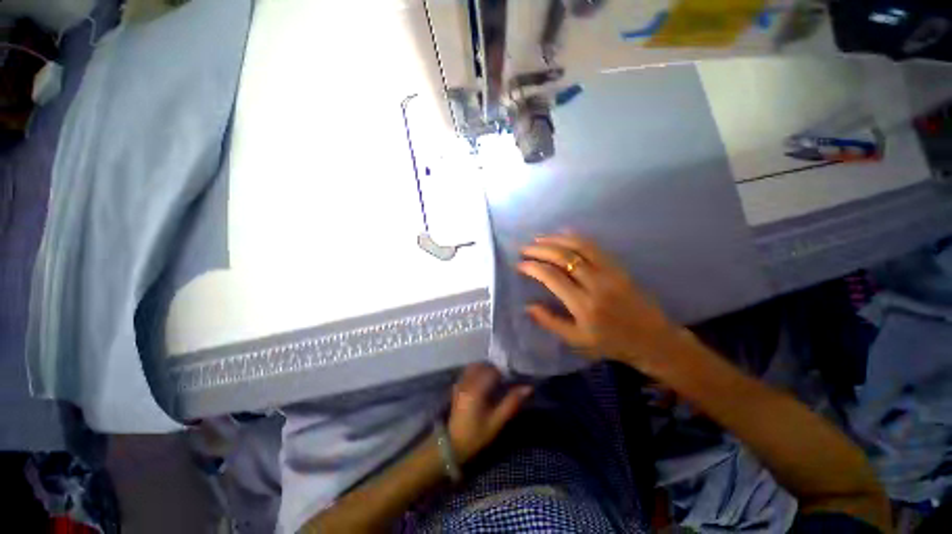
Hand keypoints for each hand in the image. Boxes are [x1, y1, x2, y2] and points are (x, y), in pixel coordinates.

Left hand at [447, 364, 531, 462]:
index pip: (493, 371)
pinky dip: (476, 373)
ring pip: (474, 367)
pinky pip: (467, 373)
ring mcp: (460, 384)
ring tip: (494, 381)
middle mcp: (467, 382)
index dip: (504, 372)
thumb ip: (512, 403)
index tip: (512, 379)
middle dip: (494, 369)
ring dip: (484, 370)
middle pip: (482, 366)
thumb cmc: (477, 435)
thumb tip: (528, 388)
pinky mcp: (456, 388)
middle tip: (504, 380)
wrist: (453, 446)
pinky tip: (482, 384)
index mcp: (477, 388)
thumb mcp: (496, 422)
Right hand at [518, 233, 681, 371]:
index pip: (552, 277)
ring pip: (579, 246)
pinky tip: (563, 235)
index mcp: (583, 306)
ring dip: (556, 239)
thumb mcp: (576, 340)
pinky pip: (595, 246)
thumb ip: (550, 322)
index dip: (533, 268)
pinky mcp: (619, 267)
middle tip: (524, 248)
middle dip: (540, 249)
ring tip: (539, 239)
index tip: (520, 265)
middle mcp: (596, 285)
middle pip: (564, 257)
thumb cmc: (611, 344)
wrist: (652, 340)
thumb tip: (528, 306)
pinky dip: (576, 238)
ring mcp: (610, 273)